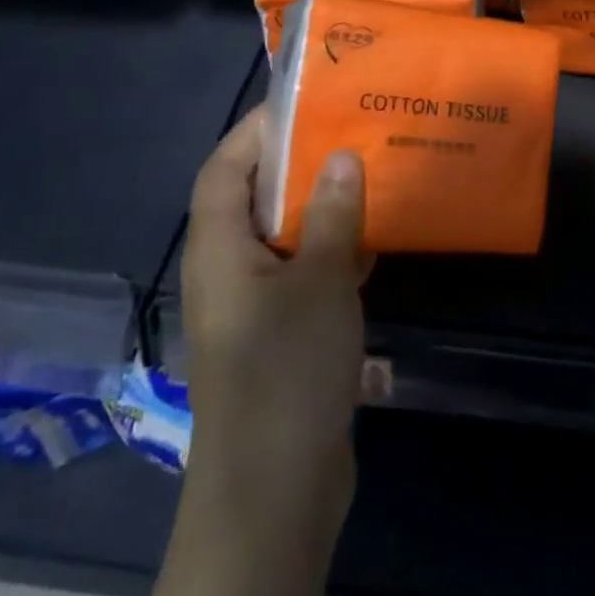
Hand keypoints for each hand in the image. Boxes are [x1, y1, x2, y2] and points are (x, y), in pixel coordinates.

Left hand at [179, 106, 368, 547]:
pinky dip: (332, 249)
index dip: (257, 130)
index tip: (306, 102)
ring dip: (321, 206)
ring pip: (284, 234)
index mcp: (219, 249)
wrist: (276, 493)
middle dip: (298, 163)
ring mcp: (254, 305)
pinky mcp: (280, 334)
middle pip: (255, 196)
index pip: (224, 167)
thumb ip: (332, 215)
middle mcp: (228, 269)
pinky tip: (375, 239)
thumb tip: (341, 157)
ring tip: (369, 172)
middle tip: (349, 132)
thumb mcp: (319, 282)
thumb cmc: (287, 372)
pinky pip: (303, 272)